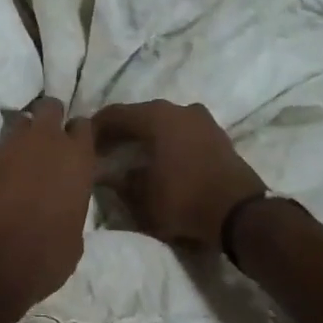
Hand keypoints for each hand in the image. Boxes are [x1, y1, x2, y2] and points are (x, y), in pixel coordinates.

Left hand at [0, 98, 95, 316]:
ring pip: (19, 123)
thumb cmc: (42, 258)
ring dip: (22, 136)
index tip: (76, 149)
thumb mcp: (74, 238)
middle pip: (50, 108)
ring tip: (21, 158)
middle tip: (47, 144)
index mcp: (77, 159)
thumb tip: (62, 205)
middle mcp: (44, 142)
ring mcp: (7, 147)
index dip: (79, 136)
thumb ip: (72, 208)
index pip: (84, 126)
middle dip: (50, 120)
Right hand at [93, 101, 265, 251]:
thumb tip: (107, 175)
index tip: (83, 145)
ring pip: (164, 122)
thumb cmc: (182, 200)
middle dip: (121, 132)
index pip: (115, 114)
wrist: (238, 213)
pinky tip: (161, 159)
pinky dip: (168, 141)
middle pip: (140, 115)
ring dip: (146, 136)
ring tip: (133, 156)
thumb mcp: (141, 197)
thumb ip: (120, 181)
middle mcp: (179, 109)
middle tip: (104, 151)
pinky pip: (183, 132)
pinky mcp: (218, 136)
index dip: (95, 129)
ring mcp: (203, 120)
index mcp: (156, 117)